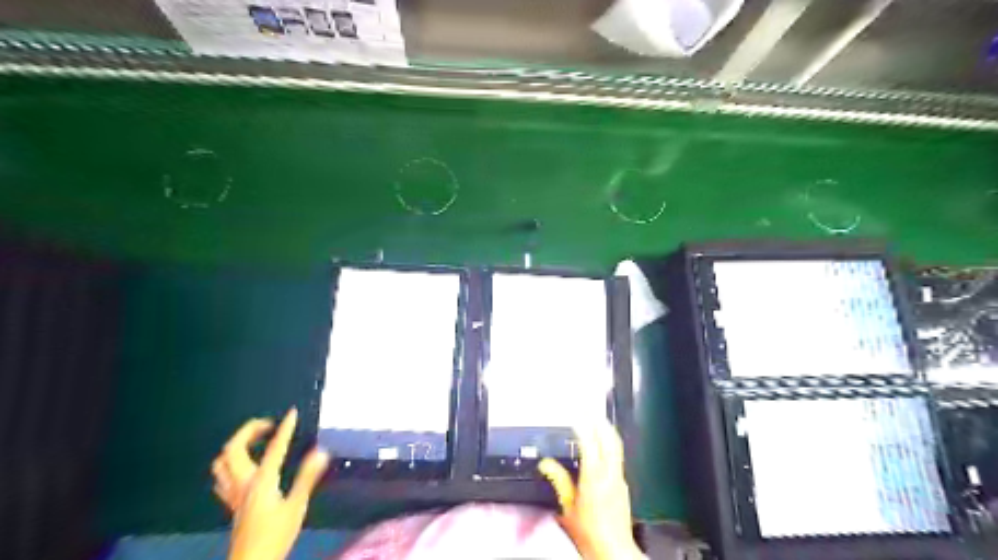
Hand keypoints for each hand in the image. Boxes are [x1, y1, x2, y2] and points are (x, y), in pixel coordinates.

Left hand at [209, 410, 329, 559]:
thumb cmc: (276, 535)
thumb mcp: (296, 506)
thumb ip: (307, 477)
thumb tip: (321, 452)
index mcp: (262, 480)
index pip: (274, 447)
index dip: (285, 428)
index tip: (292, 413)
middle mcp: (244, 482)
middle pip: (234, 449)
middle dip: (249, 430)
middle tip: (268, 424)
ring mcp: (234, 493)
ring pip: (222, 462)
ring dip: (235, 445)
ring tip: (253, 440)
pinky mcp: (232, 503)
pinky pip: (222, 478)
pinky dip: (230, 465)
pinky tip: (241, 467)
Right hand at [543, 422, 642, 559]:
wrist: (613, 550)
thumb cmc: (589, 533)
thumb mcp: (567, 506)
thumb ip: (558, 481)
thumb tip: (546, 464)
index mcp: (594, 478)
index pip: (590, 445)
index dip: (583, 429)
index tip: (577, 419)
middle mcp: (610, 475)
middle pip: (610, 441)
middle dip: (601, 424)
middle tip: (593, 413)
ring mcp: (619, 480)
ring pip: (616, 449)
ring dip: (608, 433)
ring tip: (600, 423)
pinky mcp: (624, 487)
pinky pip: (618, 460)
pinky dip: (610, 448)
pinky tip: (604, 450)